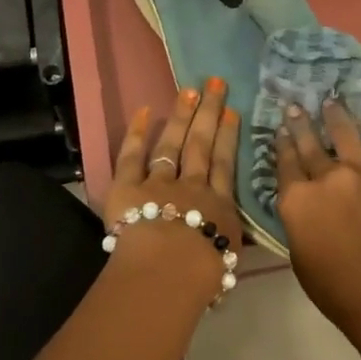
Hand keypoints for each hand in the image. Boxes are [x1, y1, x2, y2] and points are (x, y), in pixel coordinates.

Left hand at [105, 79, 243, 304]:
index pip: (225, 165)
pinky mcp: (128, 186)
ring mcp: (159, 182)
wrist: (168, 270)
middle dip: (209, 113)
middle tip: (215, 84)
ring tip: (189, 90)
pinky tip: (143, 110)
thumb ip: (227, 244)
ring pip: (172, 144)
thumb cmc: (202, 275)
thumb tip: (228, 242)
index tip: (232, 112)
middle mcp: (192, 187)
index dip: (228, 137)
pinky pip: (132, 156)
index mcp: (218, 207)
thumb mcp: (227, 261)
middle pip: (202, 145)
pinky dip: (136, 133)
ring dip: (181, 116)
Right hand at [276, 101, 360, 342]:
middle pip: (310, 143)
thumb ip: (299, 221)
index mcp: (297, 199)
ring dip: (336, 117)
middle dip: (301, 122)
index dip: (282, 144)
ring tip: (332, 102)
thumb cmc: (336, 289)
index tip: (280, 128)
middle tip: (296, 105)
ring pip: (348, 135)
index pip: (285, 163)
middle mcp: (328, 178)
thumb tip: (304, 205)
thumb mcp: (298, 256)